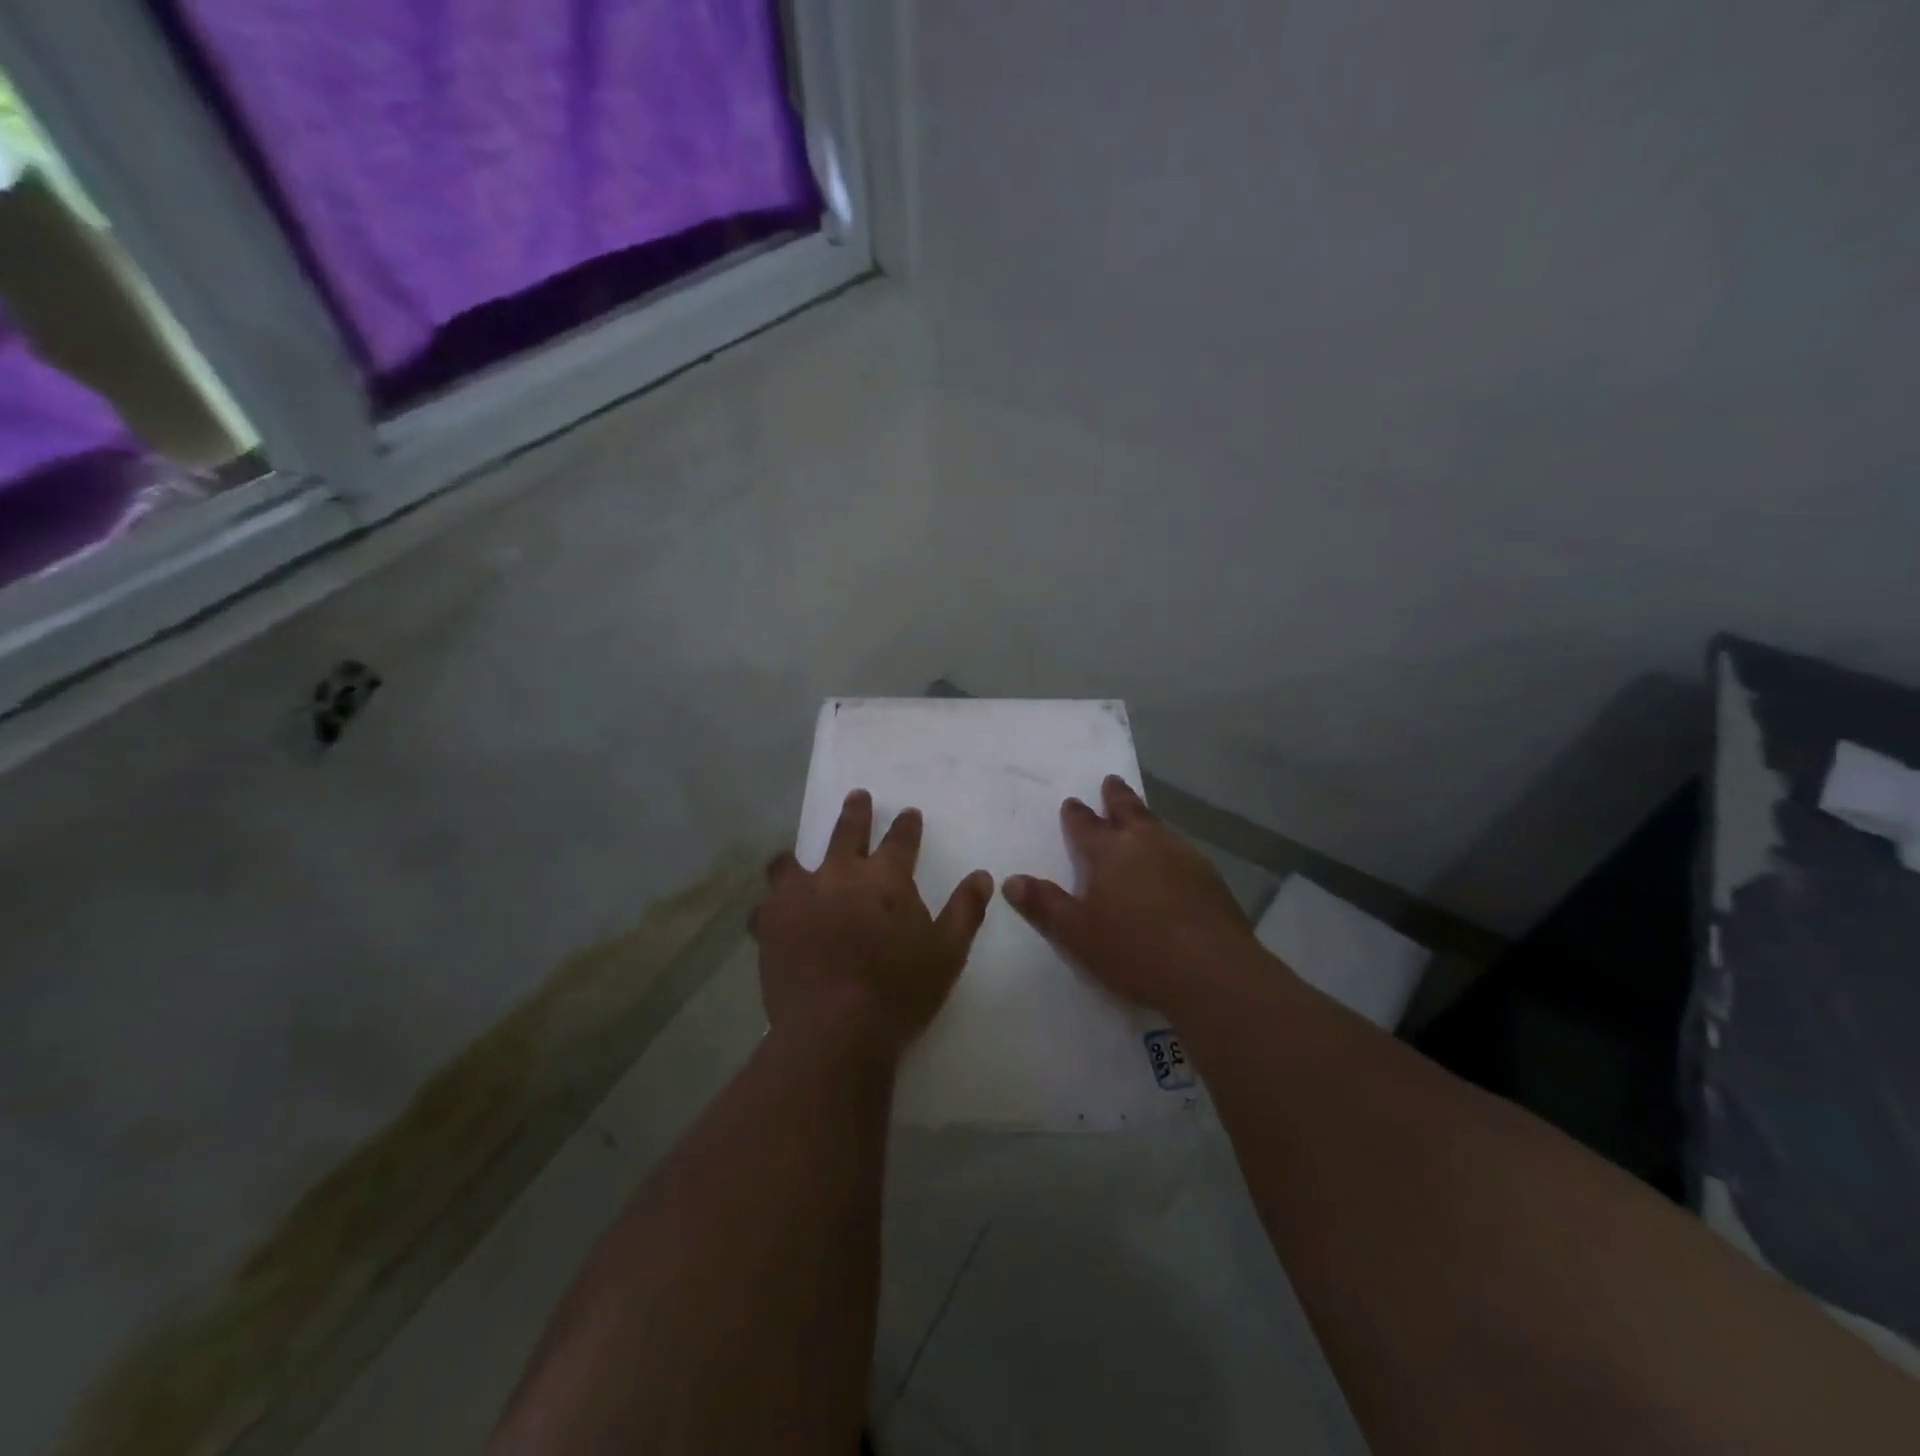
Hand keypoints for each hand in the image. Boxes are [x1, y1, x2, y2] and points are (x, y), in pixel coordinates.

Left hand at [754, 789, 993, 1063]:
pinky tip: (772, 913)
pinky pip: (765, 904)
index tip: (909, 813)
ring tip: (793, 859)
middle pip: (847, 832)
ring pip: (791, 862)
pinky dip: (772, 906)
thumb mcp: (948, 952)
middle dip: (856, 812)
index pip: (900, 839)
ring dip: (797, 857)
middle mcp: (840, 874)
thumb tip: (982, 876)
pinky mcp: (770, 923)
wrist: (835, 1030)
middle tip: (858, 797)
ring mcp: (799, 896)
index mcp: (885, 878)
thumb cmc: (899, 990)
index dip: (906, 825)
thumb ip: (965, 910)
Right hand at [1003, 776, 1263, 1014]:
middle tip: (1110, 781)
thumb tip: (1010, 880)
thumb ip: (1044, 904)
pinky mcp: (1209, 876)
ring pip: (1158, 826)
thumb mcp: (1076, 934)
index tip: (1071, 802)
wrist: (1211, 970)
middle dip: (1116, 796)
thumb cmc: (1134, 950)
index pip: (1085, 825)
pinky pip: (1181, 849)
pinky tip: (1173, 859)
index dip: (1076, 814)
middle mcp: (1145, 842)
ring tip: (1140, 816)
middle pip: (1128, 810)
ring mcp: (1182, 855)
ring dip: (1145, 818)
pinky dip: (1169, 845)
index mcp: (1109, 852)